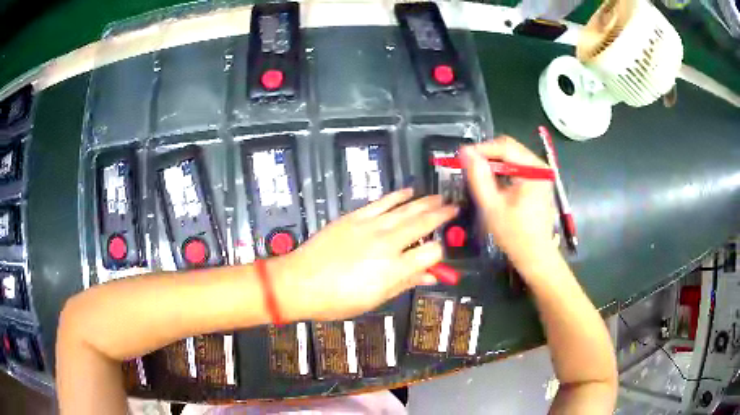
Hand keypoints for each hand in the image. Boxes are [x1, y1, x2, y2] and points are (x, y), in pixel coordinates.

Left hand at [269, 189, 457, 320]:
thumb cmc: (337, 300)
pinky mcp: (355, 217)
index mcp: (394, 269)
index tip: (440, 254)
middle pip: (423, 223)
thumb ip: (405, 283)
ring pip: (406, 209)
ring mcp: (371, 226)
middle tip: (454, 207)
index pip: (431, 253)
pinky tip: (410, 191)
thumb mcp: (375, 299)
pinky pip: (382, 202)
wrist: (299, 281)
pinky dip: (398, 196)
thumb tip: (429, 276)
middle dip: (442, 215)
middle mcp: (387, 244)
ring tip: (440, 197)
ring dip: (426, 202)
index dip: (439, 253)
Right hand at [460, 136, 557, 270]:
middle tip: (467, 167)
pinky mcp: (538, 182)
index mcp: (533, 169)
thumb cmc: (515, 235)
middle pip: (509, 149)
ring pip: (511, 157)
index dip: (481, 149)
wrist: (535, 257)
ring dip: (493, 164)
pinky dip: (502, 172)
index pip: (504, 146)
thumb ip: (478, 177)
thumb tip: (465, 152)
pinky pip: (516, 168)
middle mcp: (540, 166)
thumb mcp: (492, 206)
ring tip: (476, 175)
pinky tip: (491, 183)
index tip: (461, 157)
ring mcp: (540, 174)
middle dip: (486, 156)